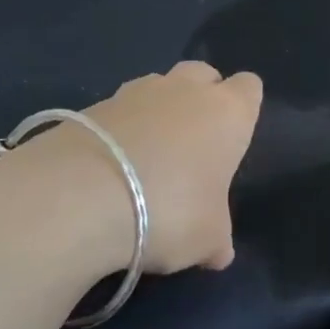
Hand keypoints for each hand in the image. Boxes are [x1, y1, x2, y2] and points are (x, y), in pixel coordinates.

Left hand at [74, 62, 262, 271]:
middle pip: (203, 74)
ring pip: (158, 87)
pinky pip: (118, 110)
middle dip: (202, 98)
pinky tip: (111, 167)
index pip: (249, 88)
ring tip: (148, 157)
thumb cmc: (170, 211)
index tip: (234, 139)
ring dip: (158, 111)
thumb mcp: (208, 241)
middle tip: (194, 144)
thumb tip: (218, 254)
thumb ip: (218, 240)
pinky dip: (120, 130)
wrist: (79, 198)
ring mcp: (135, 92)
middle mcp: (185, 91)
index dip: (244, 108)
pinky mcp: (91, 105)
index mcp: (228, 113)